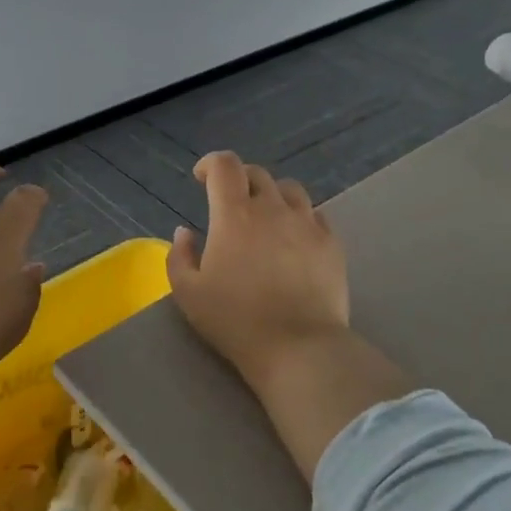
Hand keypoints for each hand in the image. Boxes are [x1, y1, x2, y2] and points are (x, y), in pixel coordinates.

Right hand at [166, 151, 349, 387]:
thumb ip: (179, 256)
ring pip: (289, 189)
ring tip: (265, 216)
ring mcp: (306, 224)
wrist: (298, 347)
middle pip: (256, 173)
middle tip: (229, 202)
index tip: (201, 178)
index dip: (210, 164)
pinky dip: (299, 217)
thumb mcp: (188, 293)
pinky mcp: (331, 243)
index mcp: (234, 214)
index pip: (224, 165)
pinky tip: (293, 237)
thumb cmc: (235, 320)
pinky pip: (315, 214)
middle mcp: (272, 208)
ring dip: (272, 195)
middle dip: (238, 179)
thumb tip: (185, 232)